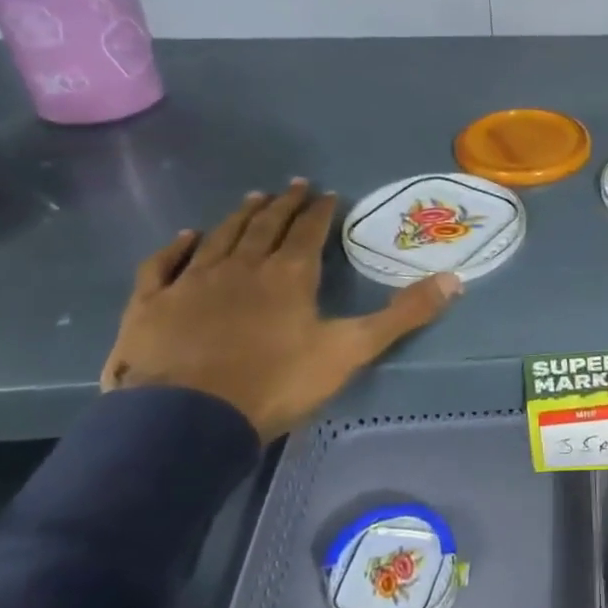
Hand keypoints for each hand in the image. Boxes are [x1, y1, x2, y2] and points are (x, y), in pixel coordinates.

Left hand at [100, 179, 459, 440]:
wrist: (185, 421)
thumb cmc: (276, 383)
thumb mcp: (351, 351)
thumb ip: (403, 315)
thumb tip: (455, 280)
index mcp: (289, 274)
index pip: (308, 231)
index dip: (320, 210)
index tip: (328, 194)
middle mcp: (242, 266)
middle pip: (265, 225)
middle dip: (282, 204)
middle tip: (292, 186)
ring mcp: (193, 281)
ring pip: (220, 236)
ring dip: (239, 216)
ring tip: (252, 199)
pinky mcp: (152, 304)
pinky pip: (165, 264)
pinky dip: (177, 247)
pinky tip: (186, 236)